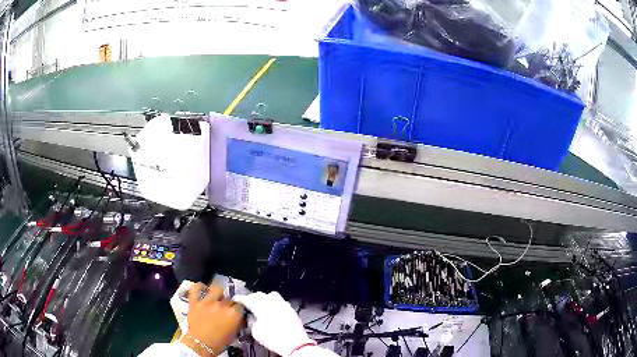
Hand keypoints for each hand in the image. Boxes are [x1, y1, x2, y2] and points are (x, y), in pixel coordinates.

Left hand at [181, 283, 243, 355]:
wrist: (200, 344)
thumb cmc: (219, 342)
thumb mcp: (234, 334)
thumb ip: (237, 322)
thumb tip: (239, 317)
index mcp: (234, 314)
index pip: (240, 305)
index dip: (239, 308)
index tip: (237, 311)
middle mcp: (222, 305)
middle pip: (229, 298)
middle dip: (229, 302)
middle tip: (227, 308)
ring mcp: (207, 302)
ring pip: (216, 289)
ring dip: (218, 293)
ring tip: (217, 297)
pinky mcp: (195, 302)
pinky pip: (195, 289)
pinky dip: (199, 286)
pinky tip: (202, 287)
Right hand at [234, 292, 314, 355]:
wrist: (295, 343)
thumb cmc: (272, 337)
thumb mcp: (255, 331)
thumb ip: (250, 320)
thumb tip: (250, 316)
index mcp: (259, 304)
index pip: (246, 298)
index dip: (239, 299)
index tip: (235, 300)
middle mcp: (271, 300)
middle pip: (258, 295)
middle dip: (251, 299)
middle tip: (247, 305)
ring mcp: (282, 302)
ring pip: (269, 296)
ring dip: (263, 300)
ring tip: (259, 307)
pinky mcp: (290, 307)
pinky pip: (278, 302)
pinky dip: (273, 304)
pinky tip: (272, 311)